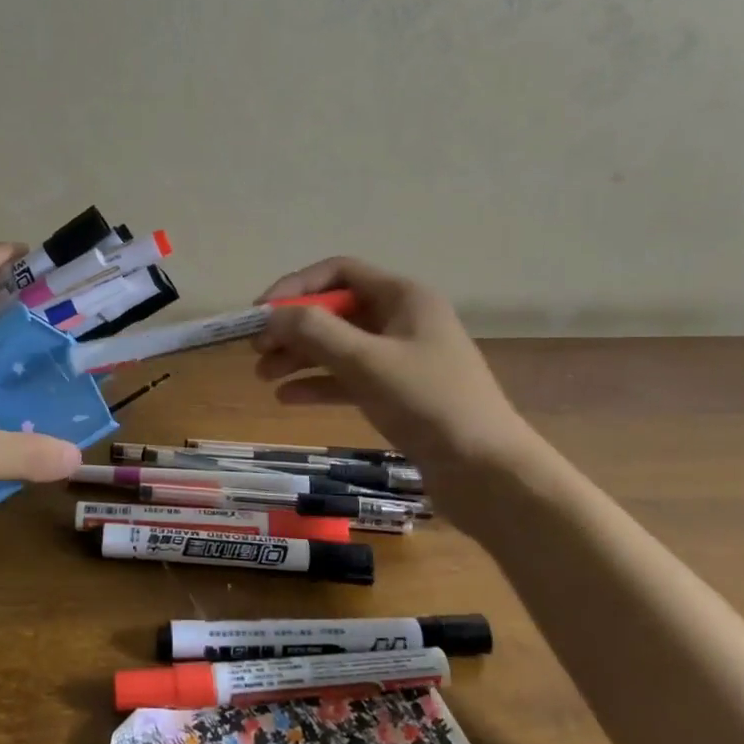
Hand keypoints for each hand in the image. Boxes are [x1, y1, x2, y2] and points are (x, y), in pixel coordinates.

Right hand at [253, 257, 536, 476]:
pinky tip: (287, 398)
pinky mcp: (398, 392)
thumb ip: (314, 332)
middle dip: (293, 327)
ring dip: (300, 356)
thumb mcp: (366, 361)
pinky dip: (318, 383)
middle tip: (256, 350)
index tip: (260, 313)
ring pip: (339, 345)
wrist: (486, 471)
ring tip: (262, 377)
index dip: (296, 287)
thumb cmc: (428, 402)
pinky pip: (349, 377)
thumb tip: (271, 315)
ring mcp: (401, 357)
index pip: (339, 272)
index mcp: (403, 297)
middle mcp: (401, 319)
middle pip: (335, 310)